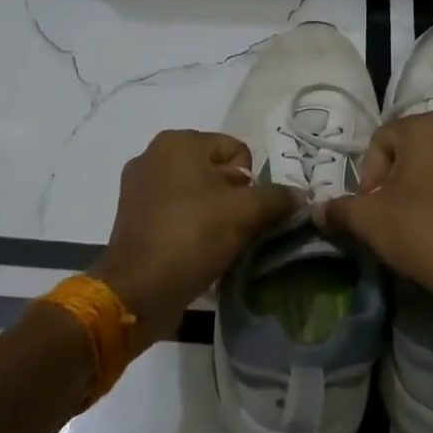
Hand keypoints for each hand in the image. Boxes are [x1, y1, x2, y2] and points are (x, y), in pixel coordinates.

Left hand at [92, 129, 301, 350]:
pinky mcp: (132, 216)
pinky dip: (191, 226)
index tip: (248, 212)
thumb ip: (278, 198)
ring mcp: (138, 187)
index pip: (236, 150)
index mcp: (178, 142)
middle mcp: (153, 155)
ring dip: (214, 214)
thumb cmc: (191, 237)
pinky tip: (199, 251)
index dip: (251, 182)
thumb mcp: (245, 214)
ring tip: (220, 243)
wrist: (137, 291)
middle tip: (239, 229)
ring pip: (196, 193)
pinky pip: (176, 211)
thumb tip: (300, 195)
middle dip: (233, 197)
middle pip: (216, 170)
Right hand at [315, 112, 432, 329]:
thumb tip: (317, 211)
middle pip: (408, 151)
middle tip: (387, 216)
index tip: (371, 208)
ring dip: (417, 189)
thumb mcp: (369, 220)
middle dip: (392, 181)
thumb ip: (339, 209)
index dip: (368, 175)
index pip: (380, 141)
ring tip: (412, 223)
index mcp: (427, 126)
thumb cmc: (422, 231)